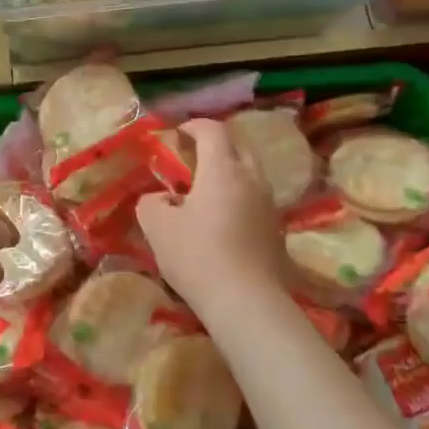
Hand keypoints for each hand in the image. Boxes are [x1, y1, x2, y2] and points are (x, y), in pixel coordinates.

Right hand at [137, 118, 285, 311]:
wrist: (246, 301)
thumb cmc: (197, 256)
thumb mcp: (157, 228)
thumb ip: (151, 204)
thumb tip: (160, 200)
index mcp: (222, 169)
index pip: (213, 130)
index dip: (194, 126)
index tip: (178, 134)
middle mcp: (251, 179)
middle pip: (238, 146)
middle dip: (216, 145)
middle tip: (193, 159)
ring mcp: (269, 204)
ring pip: (251, 173)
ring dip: (230, 173)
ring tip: (207, 191)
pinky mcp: (277, 229)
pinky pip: (257, 199)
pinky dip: (239, 197)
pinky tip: (223, 220)